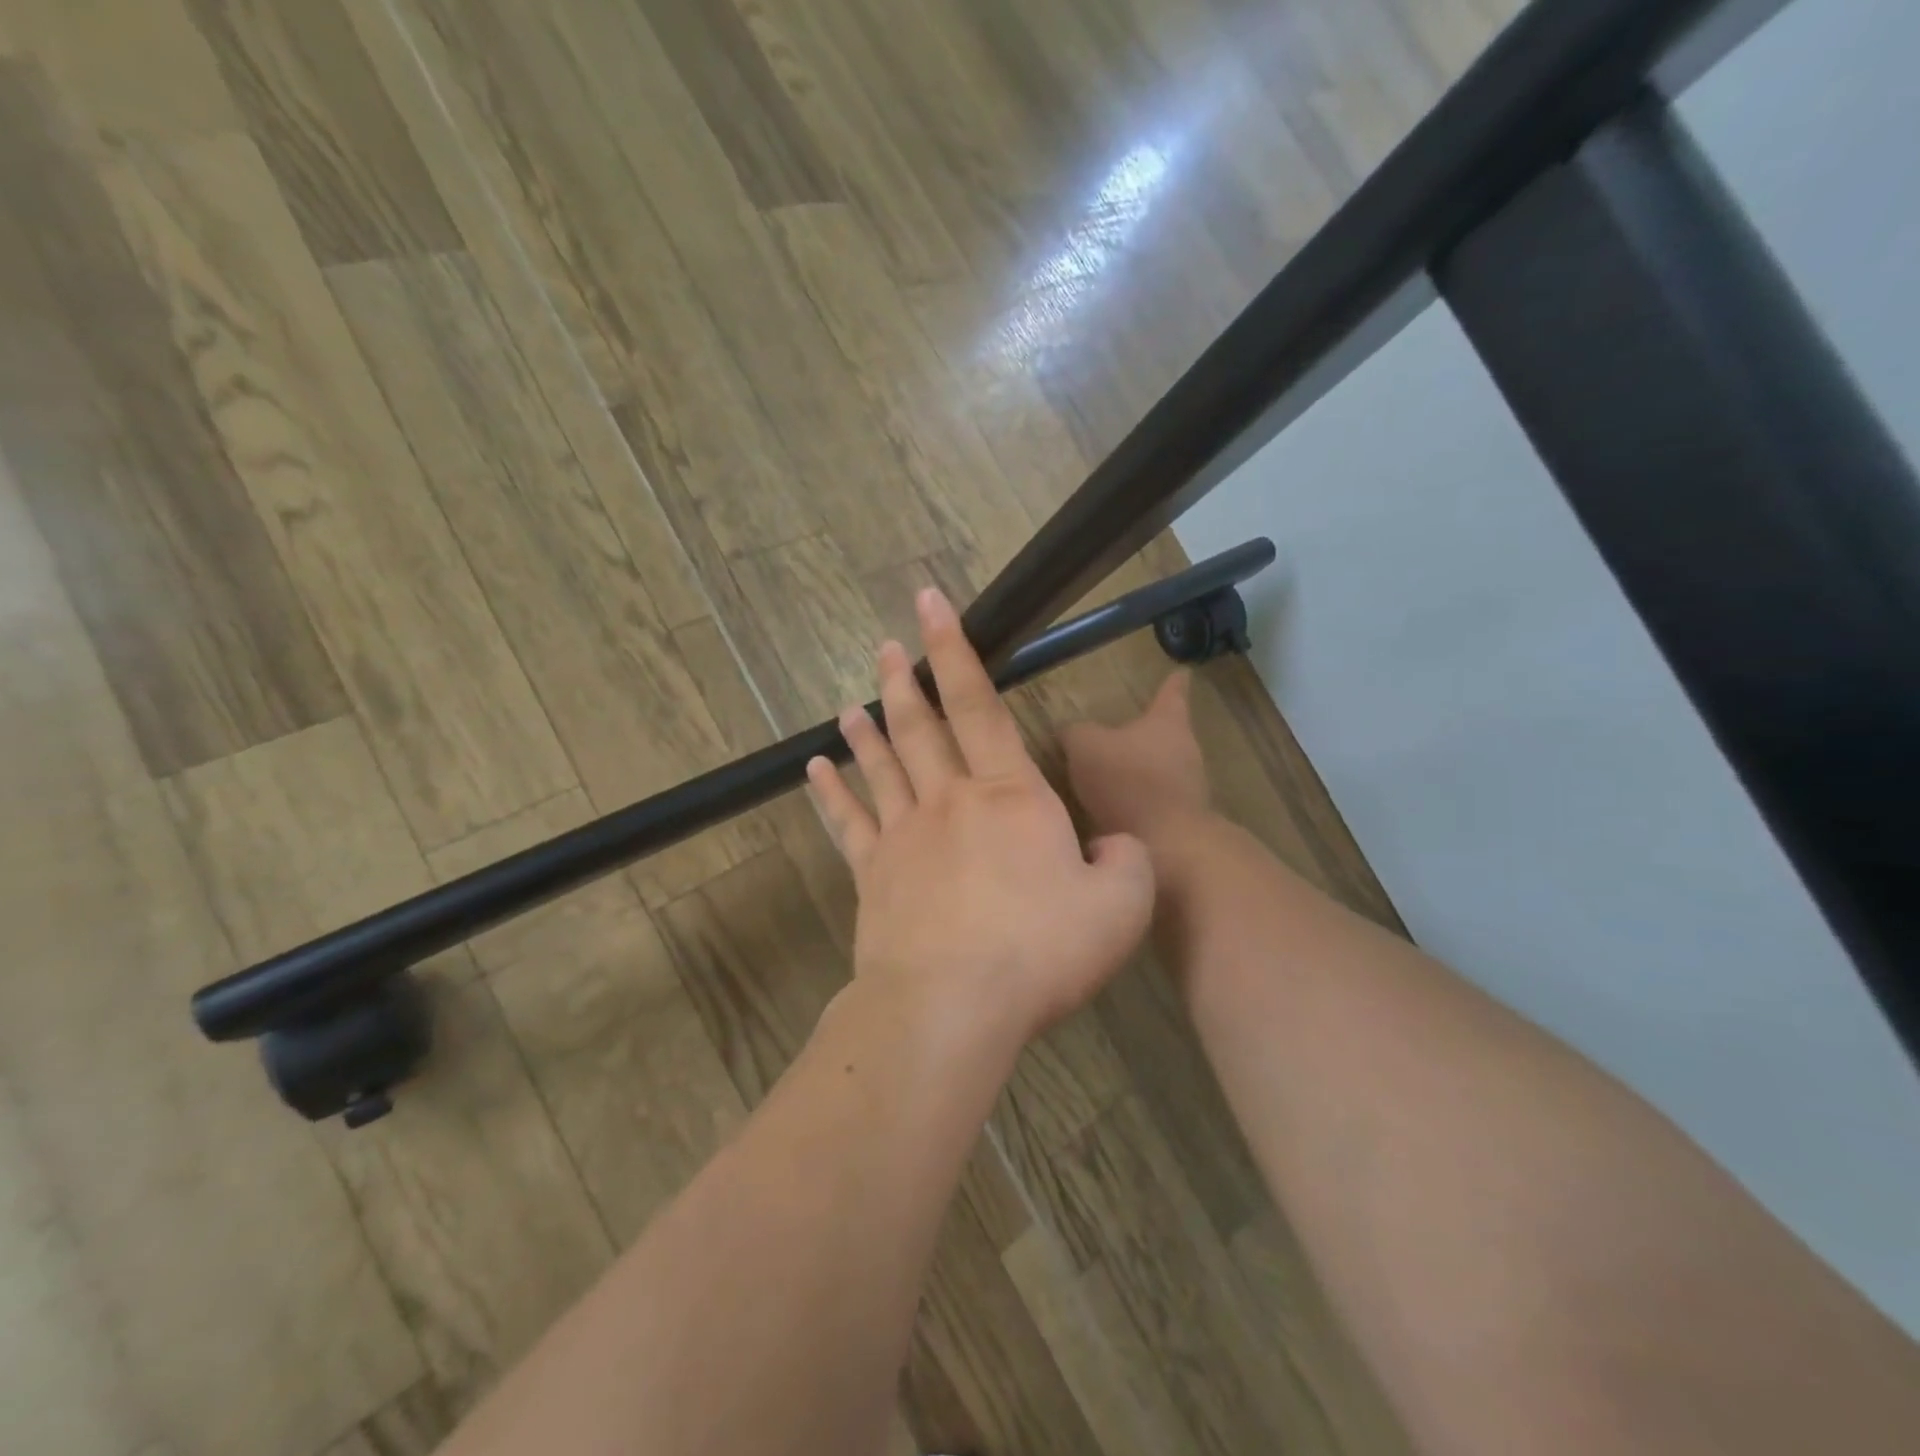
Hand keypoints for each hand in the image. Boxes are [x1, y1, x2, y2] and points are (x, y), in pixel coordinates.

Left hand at [807, 588, 1154, 1044]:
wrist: (954, 1005)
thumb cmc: (1041, 950)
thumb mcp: (1121, 906)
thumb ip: (1127, 861)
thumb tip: (1111, 846)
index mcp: (1009, 795)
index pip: (980, 704)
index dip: (955, 650)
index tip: (930, 604)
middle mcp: (950, 801)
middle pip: (921, 727)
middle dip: (905, 680)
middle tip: (886, 645)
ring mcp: (903, 836)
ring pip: (881, 766)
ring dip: (868, 730)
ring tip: (851, 702)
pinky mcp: (873, 875)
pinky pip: (848, 822)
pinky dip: (831, 793)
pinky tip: (816, 770)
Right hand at [1061, 671, 1211, 845]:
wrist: (1167, 846)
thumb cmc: (1128, 781)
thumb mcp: (1085, 747)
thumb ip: (1075, 734)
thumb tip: (1069, 731)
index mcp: (1167, 723)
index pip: (1172, 693)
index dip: (1173, 683)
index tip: (1182, 672)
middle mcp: (1185, 751)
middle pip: (1166, 735)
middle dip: (1143, 736)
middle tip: (1119, 736)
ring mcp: (1187, 789)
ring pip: (1160, 772)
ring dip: (1137, 775)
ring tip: (1106, 782)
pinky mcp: (1180, 823)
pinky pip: (1152, 806)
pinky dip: (1134, 807)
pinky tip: (1108, 818)